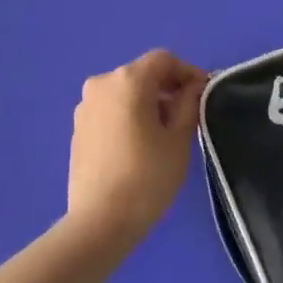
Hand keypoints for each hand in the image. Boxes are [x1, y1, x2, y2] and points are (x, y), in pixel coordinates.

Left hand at [67, 49, 207, 245]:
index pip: (163, 60)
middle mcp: (101, 84)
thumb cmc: (148, 176)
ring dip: (148, 102)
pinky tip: (140, 144)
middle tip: (189, 115)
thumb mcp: (179, 138)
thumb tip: (193, 87)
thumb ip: (189, 103)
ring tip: (165, 132)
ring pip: (125, 92)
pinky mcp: (78, 129)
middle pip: (142, 74)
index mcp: (127, 80)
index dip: (188, 72)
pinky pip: (110, 110)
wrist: (100, 221)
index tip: (204, 94)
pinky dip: (129, 115)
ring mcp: (85, 107)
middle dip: (168, 88)